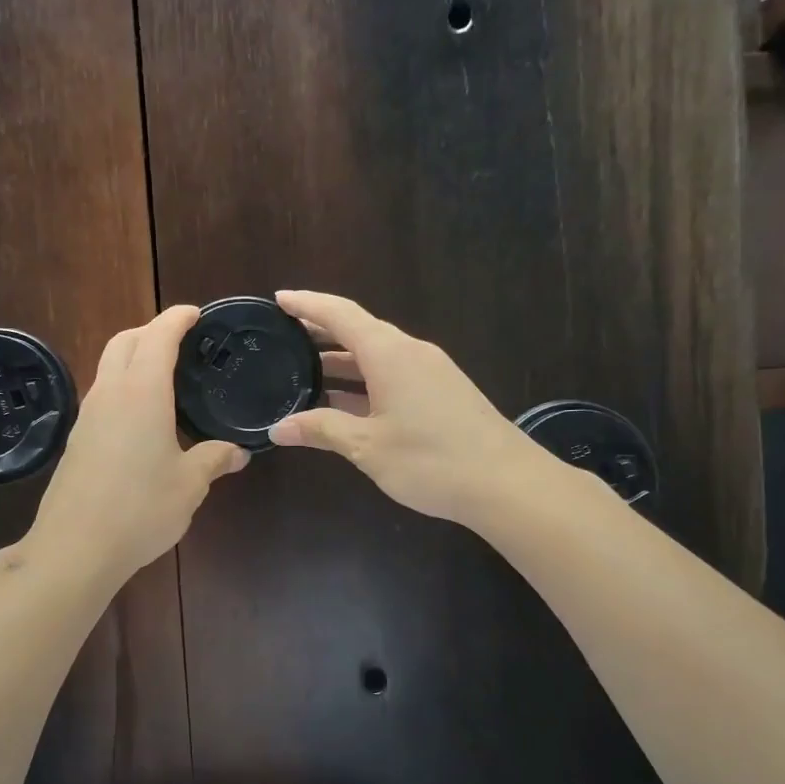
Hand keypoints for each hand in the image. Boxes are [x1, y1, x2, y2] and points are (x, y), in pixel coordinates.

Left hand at [25, 305, 248, 586]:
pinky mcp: (76, 440)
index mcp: (141, 393)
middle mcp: (109, 394)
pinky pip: (101, 395)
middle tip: (180, 341)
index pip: (158, 337)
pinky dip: (122, 387)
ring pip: (107, 367)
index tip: (195, 313)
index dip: (176, 319)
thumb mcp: (189, 485)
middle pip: (124, 341)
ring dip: (132, 357)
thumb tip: (239, 452)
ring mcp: (87, 416)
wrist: (75, 547)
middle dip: (150, 330)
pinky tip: (141, 417)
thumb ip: (214, 459)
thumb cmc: (140, 509)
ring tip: (163, 376)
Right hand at [268, 290, 552, 524]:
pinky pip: (392, 374)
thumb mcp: (367, 446)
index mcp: (389, 353)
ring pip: (376, 355)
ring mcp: (429, 372)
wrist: (506, 483)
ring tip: (304, 369)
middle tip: (283, 336)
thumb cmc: (430, 459)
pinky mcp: (441, 392)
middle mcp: (410, 352)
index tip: (277, 299)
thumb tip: (277, 428)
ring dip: (341, 360)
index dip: (307, 304)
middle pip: (359, 330)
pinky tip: (343, 402)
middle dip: (320, 331)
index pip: (340, 314)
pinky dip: (362, 380)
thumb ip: (321, 429)